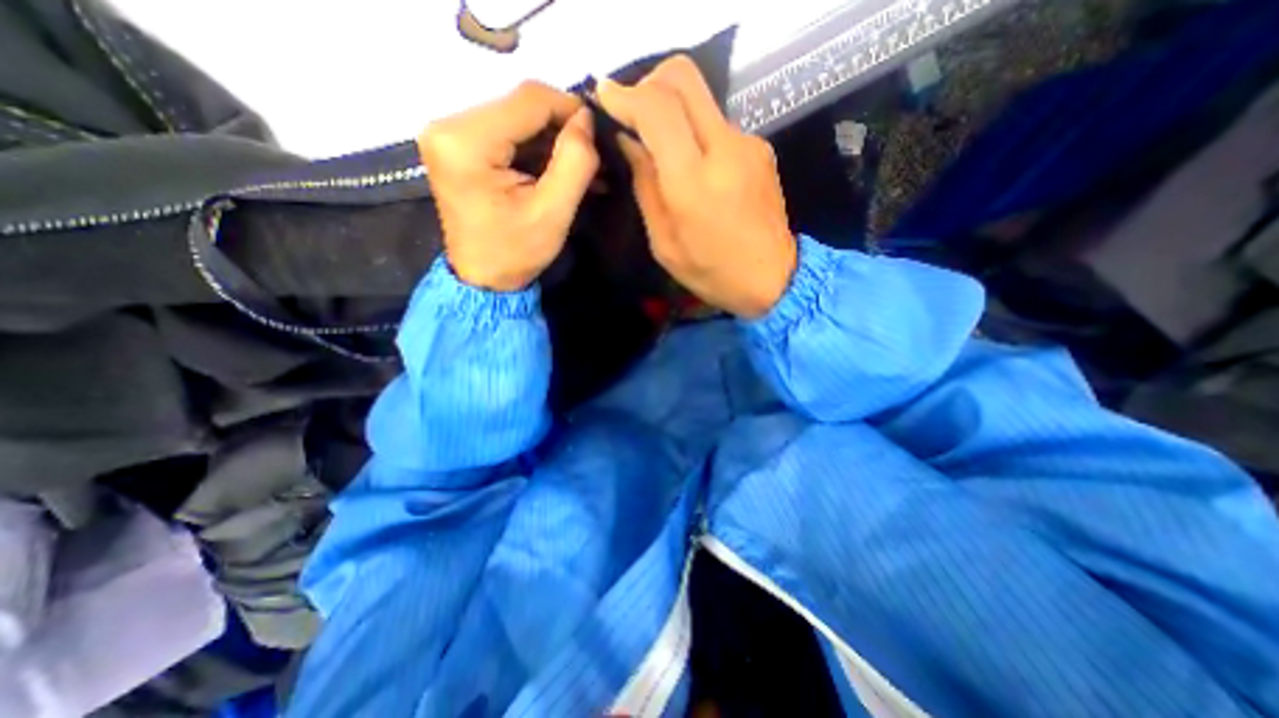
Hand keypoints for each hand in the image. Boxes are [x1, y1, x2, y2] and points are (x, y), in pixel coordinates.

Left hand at [420, 78, 600, 291]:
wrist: (483, 279)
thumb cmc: (516, 253)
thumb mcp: (553, 213)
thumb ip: (575, 162)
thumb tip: (586, 120)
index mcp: (466, 142)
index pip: (528, 100)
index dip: (569, 109)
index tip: (598, 134)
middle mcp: (449, 125)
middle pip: (520, 106)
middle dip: (562, 129)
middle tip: (593, 155)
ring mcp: (451, 134)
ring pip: (517, 119)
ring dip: (552, 141)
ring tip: (583, 165)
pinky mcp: (459, 146)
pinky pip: (507, 134)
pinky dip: (537, 149)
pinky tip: (560, 167)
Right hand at [597, 57, 795, 319]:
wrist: (773, 280)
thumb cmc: (711, 272)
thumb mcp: (664, 243)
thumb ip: (645, 187)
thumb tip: (630, 142)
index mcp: (693, 181)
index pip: (657, 108)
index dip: (625, 95)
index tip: (605, 97)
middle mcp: (724, 148)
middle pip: (683, 77)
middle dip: (649, 83)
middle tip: (632, 111)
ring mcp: (748, 144)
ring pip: (701, 99)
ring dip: (673, 111)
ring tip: (663, 149)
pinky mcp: (761, 149)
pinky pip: (718, 125)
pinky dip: (696, 133)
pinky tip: (694, 166)